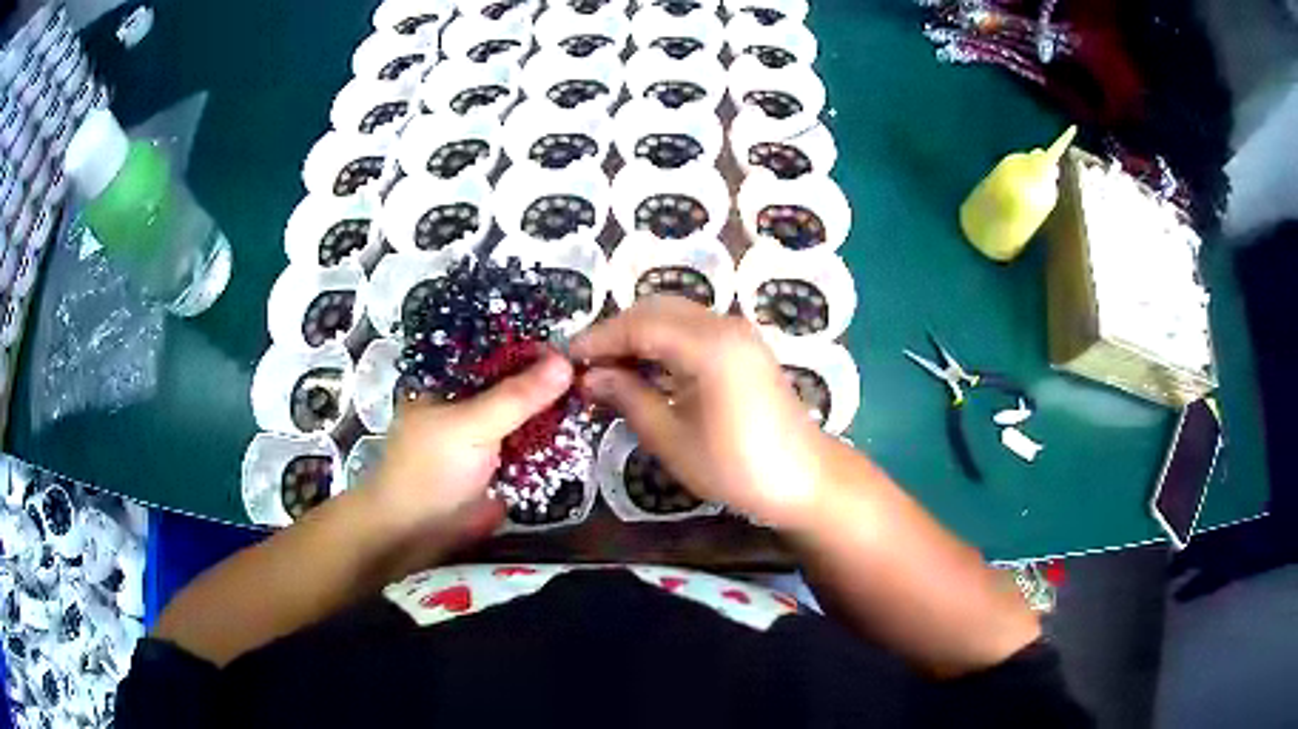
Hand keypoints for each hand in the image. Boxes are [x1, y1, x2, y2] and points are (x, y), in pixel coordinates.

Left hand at [363, 351, 573, 560]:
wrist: (419, 533)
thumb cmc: (431, 469)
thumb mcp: (471, 425)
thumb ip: (517, 396)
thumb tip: (565, 362)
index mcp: (449, 379)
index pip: (493, 350)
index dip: (530, 345)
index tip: (572, 342)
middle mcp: (469, 401)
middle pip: (515, 382)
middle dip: (549, 378)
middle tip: (593, 368)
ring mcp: (487, 434)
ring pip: (527, 414)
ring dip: (555, 409)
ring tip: (598, 392)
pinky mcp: (503, 464)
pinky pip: (533, 445)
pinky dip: (554, 439)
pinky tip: (585, 425)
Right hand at [570, 297, 830, 526]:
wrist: (804, 479)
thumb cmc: (737, 468)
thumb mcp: (672, 439)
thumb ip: (629, 398)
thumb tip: (590, 375)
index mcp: (709, 346)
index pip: (638, 325)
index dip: (598, 339)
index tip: (566, 359)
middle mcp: (724, 325)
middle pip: (655, 310)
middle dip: (615, 332)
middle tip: (585, 366)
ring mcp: (738, 332)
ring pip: (674, 315)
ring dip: (638, 334)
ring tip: (608, 369)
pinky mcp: (744, 345)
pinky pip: (692, 328)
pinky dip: (663, 341)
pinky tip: (645, 369)